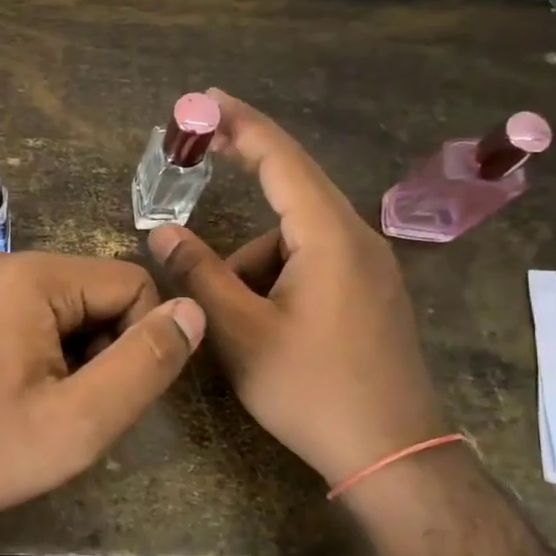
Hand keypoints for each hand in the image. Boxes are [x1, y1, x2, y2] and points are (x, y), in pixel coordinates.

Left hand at [0, 251, 204, 536]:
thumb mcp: (79, 422)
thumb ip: (143, 364)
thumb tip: (193, 310)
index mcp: (32, 277)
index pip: (131, 284)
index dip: (140, 341)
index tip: (108, 397)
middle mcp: (2, 265)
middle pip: (96, 293)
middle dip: (104, 349)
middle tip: (71, 409)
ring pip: (65, 309)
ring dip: (74, 356)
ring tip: (41, 408)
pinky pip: (28, 317)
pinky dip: (41, 354)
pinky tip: (14, 397)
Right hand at [147, 89, 443, 486]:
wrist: (393, 455)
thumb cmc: (312, 390)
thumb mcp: (242, 333)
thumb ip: (199, 276)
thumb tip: (162, 232)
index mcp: (329, 236)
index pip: (281, 159)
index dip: (240, 124)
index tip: (204, 100)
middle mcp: (358, 238)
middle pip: (291, 192)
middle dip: (246, 173)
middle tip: (201, 155)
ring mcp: (371, 268)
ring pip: (296, 240)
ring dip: (255, 261)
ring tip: (238, 320)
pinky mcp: (372, 294)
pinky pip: (315, 263)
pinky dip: (279, 278)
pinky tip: (267, 327)